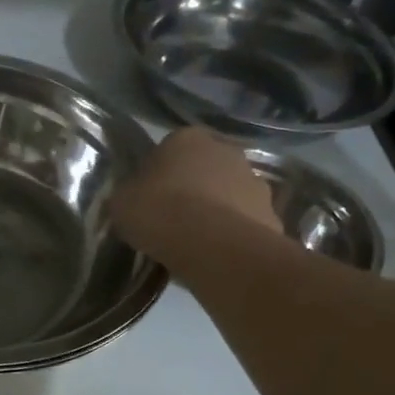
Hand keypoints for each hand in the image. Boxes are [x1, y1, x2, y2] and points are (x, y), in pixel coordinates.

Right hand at [112, 127, 283, 263]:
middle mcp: (226, 150)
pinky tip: (215, 255)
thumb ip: (128, 194)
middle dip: (191, 188)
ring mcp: (255, 182)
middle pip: (204, 168)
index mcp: (187, 138)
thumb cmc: (160, 213)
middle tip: (171, 218)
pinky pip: (244, 223)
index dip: (157, 173)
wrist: (215, 247)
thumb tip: (133, 198)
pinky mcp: (272, 214)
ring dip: (215, 211)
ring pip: (228, 194)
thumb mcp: (122, 202)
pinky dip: (232, 235)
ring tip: (194, 242)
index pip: (168, 148)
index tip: (148, 198)